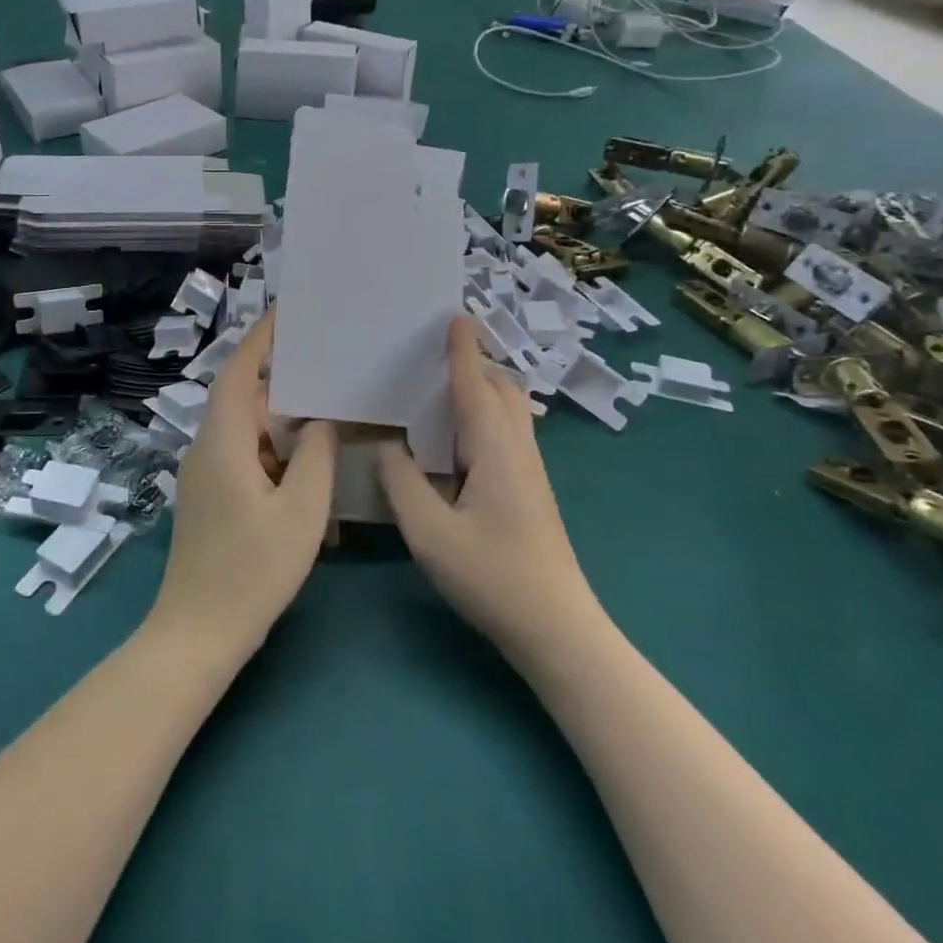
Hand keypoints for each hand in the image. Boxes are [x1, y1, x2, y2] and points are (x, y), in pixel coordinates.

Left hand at [148, 310, 337, 657]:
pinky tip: (306, 459)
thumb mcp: (301, 512)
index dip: (261, 339)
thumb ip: (317, 457)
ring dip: (279, 416)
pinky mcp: (211, 497)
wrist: (198, 633)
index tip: (287, 311)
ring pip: (244, 428)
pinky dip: (273, 448)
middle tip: (322, 356)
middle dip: (279, 374)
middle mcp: (207, 448)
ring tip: (323, 402)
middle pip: (242, 396)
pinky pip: (244, 455)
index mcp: (223, 441)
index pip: (239, 372)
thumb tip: (322, 422)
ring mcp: (205, 474)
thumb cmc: (252, 571)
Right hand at [378, 315, 596, 667]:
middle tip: (435, 355)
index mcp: (495, 449)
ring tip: (439, 389)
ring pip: (509, 410)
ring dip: (481, 388)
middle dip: (475, 363)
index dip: (463, 350)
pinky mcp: (530, 488)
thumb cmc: (492, 576)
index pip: (476, 385)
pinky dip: (483, 415)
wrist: (557, 626)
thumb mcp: (429, 533)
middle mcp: (517, 448)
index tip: (454, 316)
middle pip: (502, 389)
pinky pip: (506, 432)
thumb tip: (385, 445)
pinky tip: (455, 439)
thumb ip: (400, 482)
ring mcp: (529, 469)